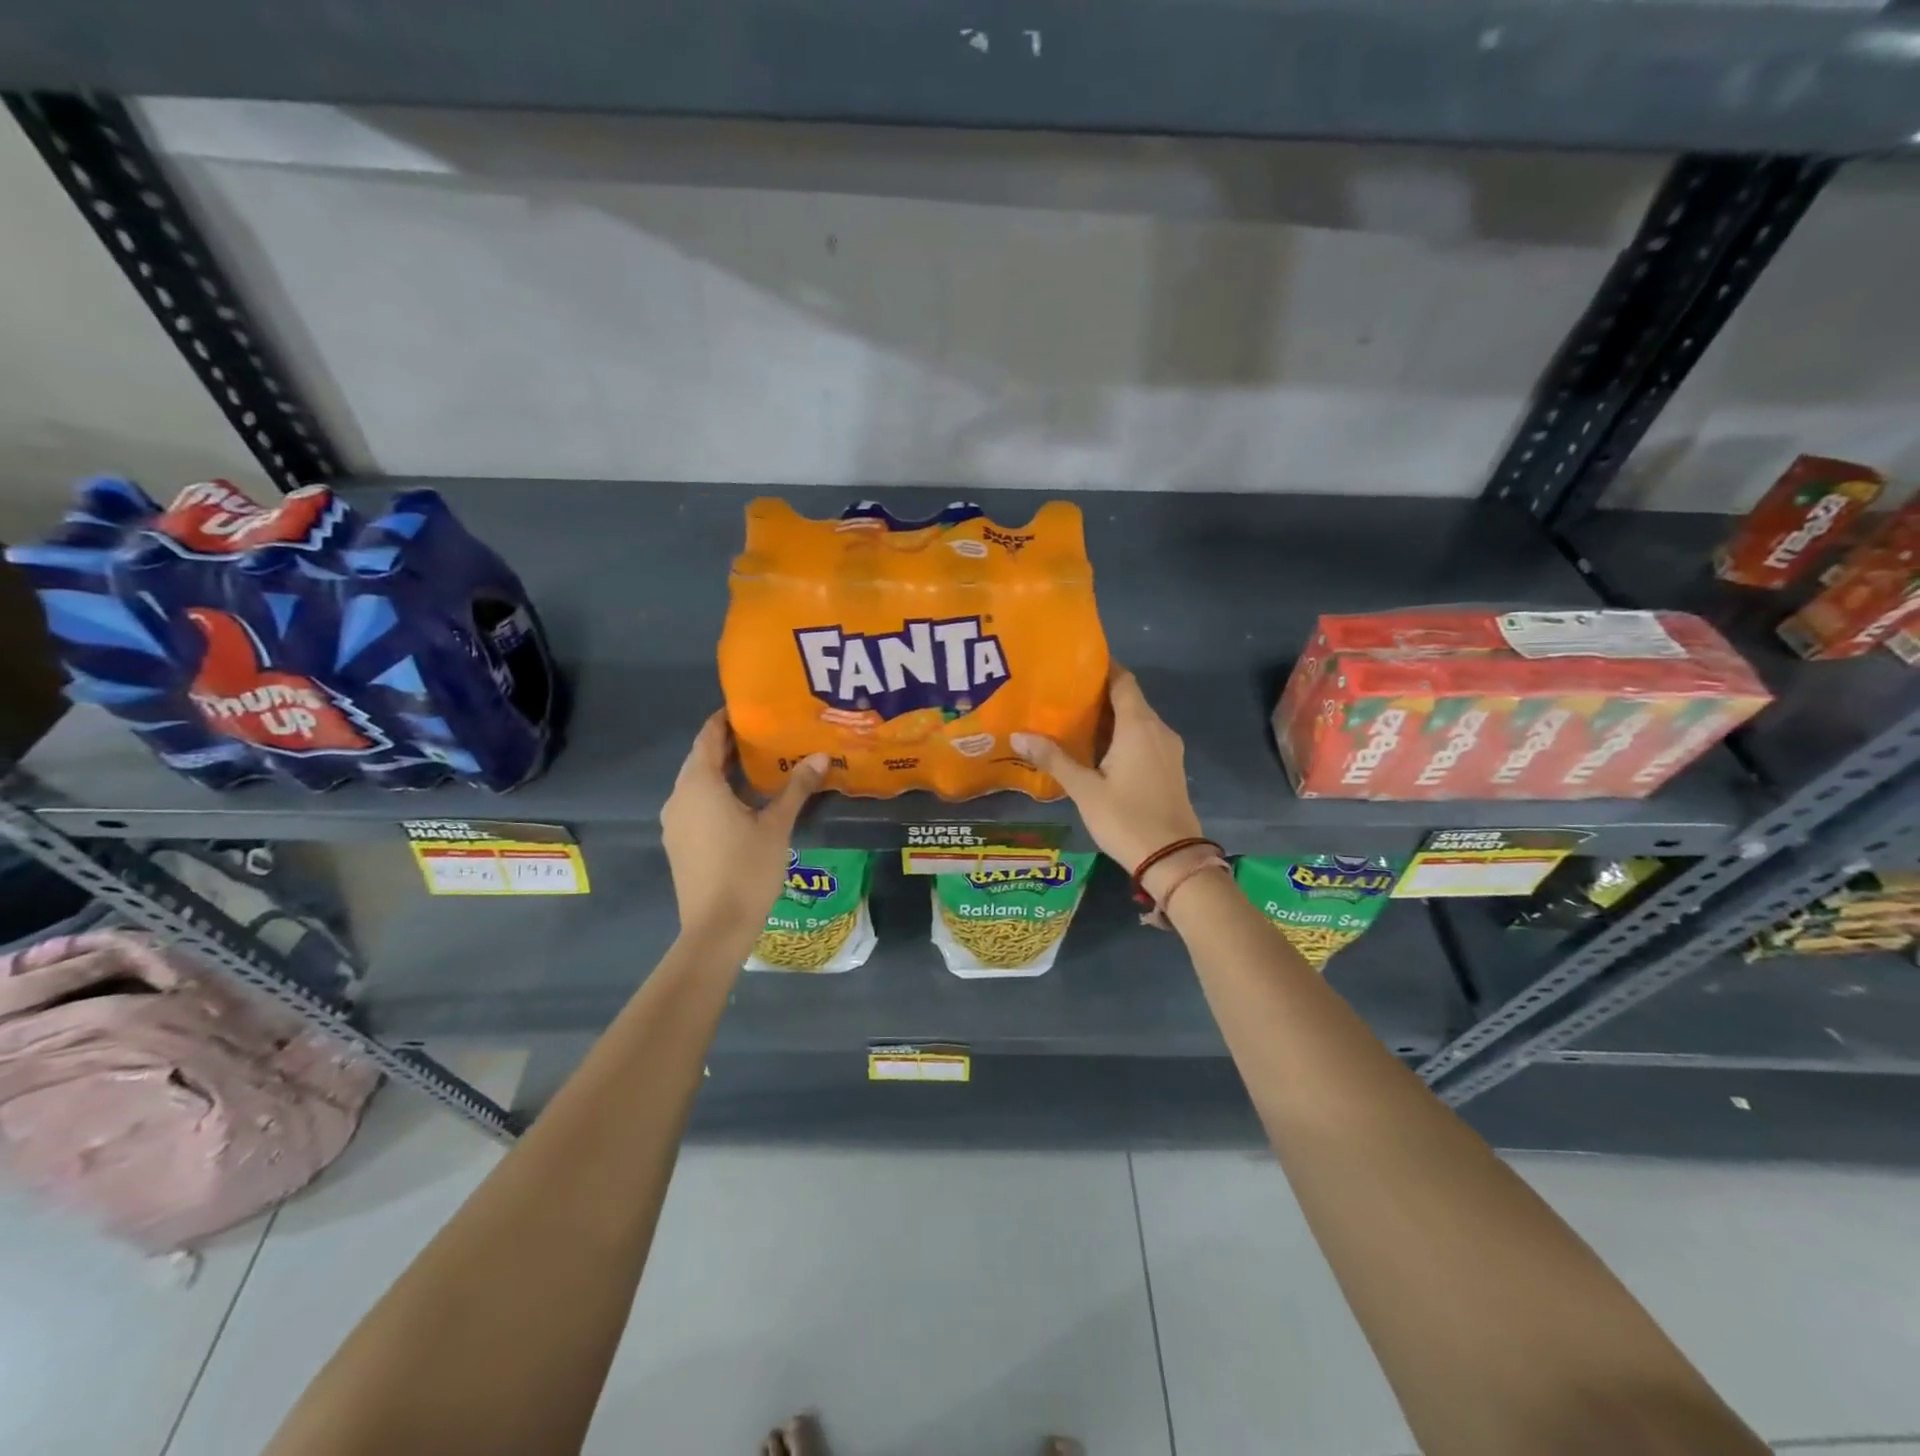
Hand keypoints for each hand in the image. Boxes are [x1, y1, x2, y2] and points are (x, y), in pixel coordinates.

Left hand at [661, 711, 826, 940]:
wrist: (716, 928)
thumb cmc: (746, 870)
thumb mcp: (777, 826)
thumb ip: (796, 788)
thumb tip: (821, 757)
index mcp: (699, 784)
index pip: (708, 737)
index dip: (726, 719)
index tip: (751, 708)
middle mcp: (679, 796)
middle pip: (702, 758)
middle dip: (729, 744)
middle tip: (765, 733)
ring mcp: (675, 821)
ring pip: (698, 782)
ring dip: (724, 769)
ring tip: (760, 762)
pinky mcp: (679, 841)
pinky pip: (696, 803)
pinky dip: (717, 792)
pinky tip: (745, 800)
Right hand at [1012, 666, 1205, 895]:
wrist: (1173, 859)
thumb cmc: (1126, 818)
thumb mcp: (1085, 790)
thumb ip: (1054, 759)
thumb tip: (1018, 736)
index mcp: (1138, 726)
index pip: (1123, 680)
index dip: (1102, 668)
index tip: (1075, 664)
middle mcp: (1158, 729)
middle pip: (1129, 699)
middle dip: (1099, 694)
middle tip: (1063, 694)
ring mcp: (1169, 749)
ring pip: (1138, 720)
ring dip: (1111, 717)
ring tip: (1074, 720)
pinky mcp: (1171, 767)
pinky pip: (1145, 738)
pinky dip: (1123, 735)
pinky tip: (1099, 749)